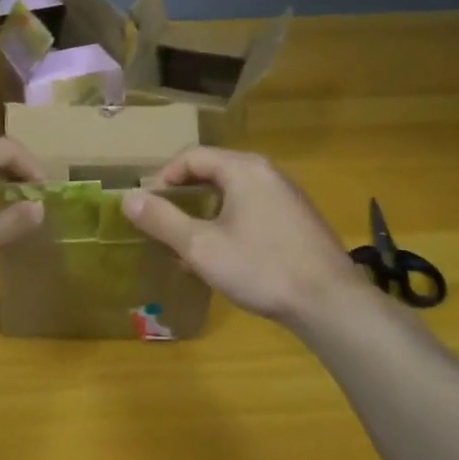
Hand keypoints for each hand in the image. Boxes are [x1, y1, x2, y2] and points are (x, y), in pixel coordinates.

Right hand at [122, 147, 367, 326]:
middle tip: (164, 224)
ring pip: (234, 193)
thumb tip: (128, 198)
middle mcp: (268, 172)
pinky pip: (254, 209)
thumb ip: (162, 219)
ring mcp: (288, 195)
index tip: (147, 207)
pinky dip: (230, 222)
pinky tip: (225, 255)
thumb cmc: (260, 268)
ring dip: (206, 212)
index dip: (162, 178)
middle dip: (184, 196)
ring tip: (189, 243)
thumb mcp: (200, 246)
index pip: (191, 157)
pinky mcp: (299, 220)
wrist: (329, 303)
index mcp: (243, 169)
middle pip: (214, 171)